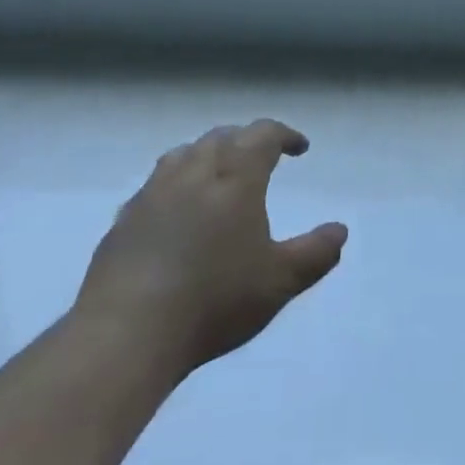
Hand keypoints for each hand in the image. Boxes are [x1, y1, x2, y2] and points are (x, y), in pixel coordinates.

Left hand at [75, 120, 346, 378]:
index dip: (284, 135)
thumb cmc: (215, 300)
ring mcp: (153, 193)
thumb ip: (315, 253)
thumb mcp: (279, 281)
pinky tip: (175, 211)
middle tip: (262, 158)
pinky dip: (175, 183)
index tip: (299, 147)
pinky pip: (155, 184)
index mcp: (235, 177)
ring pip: (184, 154)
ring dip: (207, 154)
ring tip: (218, 174)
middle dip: (246, 141)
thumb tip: (340, 230)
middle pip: (222, 138)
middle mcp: (193, 172)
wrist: (128, 330)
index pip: (262, 135)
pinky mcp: (124, 219)